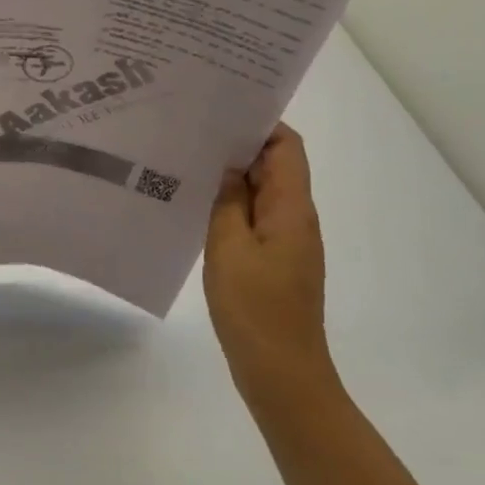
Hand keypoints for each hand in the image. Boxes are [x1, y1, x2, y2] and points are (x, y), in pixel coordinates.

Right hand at [203, 125, 333, 395]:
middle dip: (238, 145)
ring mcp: (287, 242)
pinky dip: (231, 205)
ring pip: (262, 193)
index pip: (286, 146)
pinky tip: (197, 207)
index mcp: (292, 208)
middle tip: (192, 132)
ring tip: (188, 163)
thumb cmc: (255, 308)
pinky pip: (254, 219)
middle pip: (275, 166)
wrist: (281, 374)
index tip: (220, 111)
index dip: (259, 123)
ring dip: (232, 177)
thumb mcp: (229, 246)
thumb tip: (228, 167)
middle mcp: (296, 218)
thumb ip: (228, 200)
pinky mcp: (274, 262)